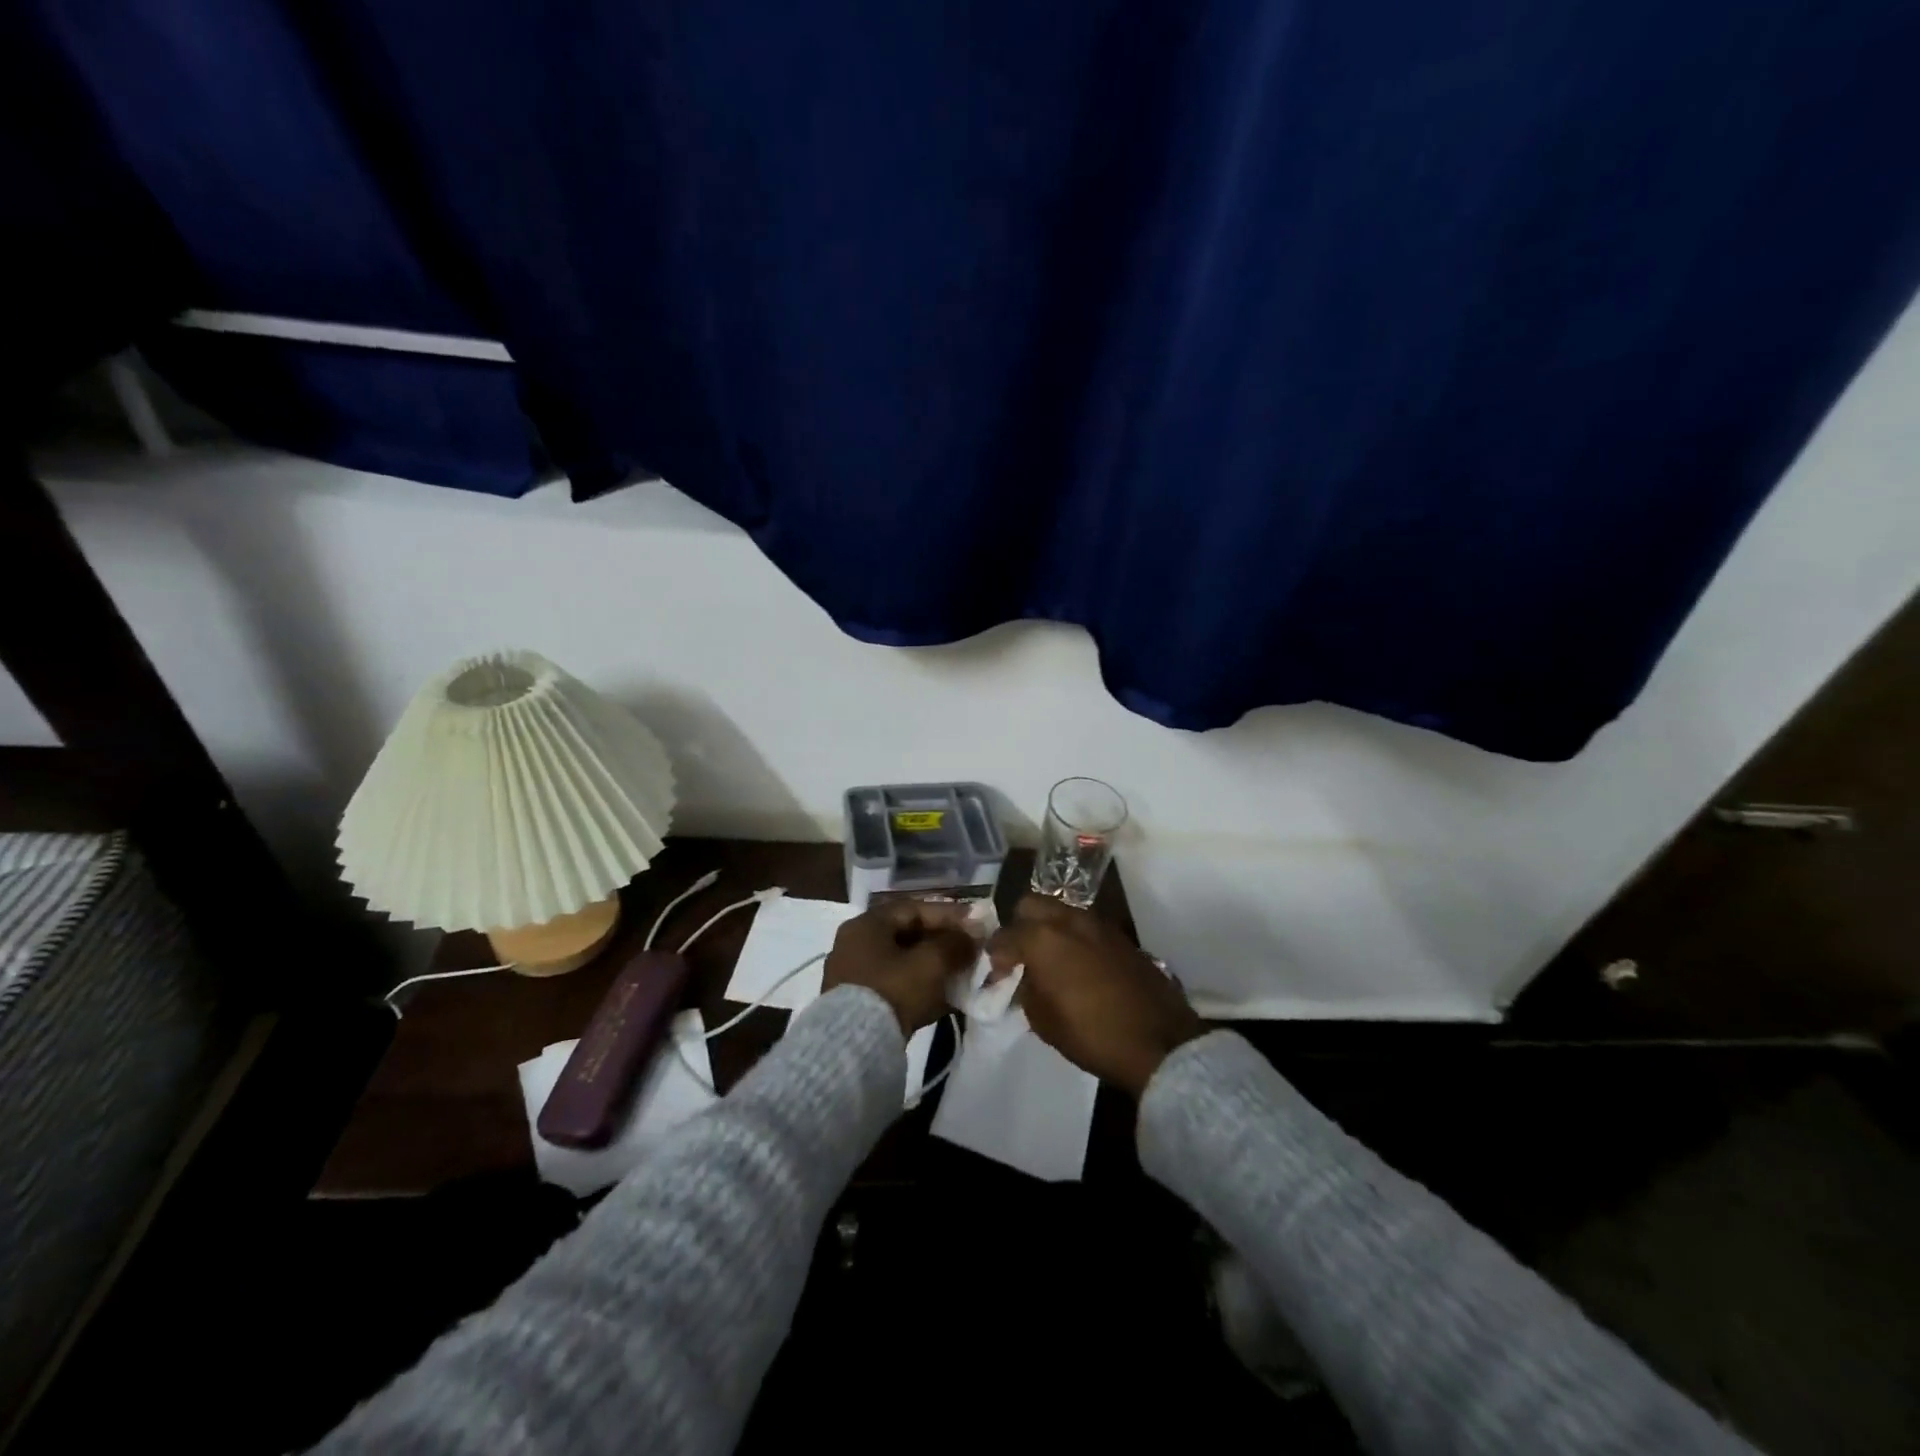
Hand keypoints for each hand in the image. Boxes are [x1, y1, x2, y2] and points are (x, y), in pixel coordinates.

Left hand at [823, 900, 980, 1035]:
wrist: (854, 1047)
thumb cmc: (892, 991)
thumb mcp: (930, 963)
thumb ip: (955, 944)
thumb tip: (974, 935)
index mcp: (867, 925)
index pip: (913, 909)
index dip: (948, 914)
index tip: (975, 923)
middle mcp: (855, 944)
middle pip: (908, 936)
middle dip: (943, 943)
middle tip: (970, 950)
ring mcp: (854, 976)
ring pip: (903, 963)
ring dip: (934, 968)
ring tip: (963, 975)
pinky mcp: (859, 1005)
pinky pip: (896, 987)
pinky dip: (921, 989)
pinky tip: (946, 999)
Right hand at [988, 894, 1203, 1095]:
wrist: (1158, 1041)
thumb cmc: (1091, 1035)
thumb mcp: (1043, 1021)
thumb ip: (1026, 989)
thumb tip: (1025, 976)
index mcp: (1042, 938)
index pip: (1005, 935)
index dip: (996, 955)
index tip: (997, 973)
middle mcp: (1068, 920)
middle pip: (1031, 904)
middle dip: (1020, 925)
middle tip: (1022, 954)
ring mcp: (1097, 924)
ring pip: (1061, 910)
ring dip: (1049, 927)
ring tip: (1050, 957)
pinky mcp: (1120, 935)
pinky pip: (1086, 925)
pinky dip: (1074, 936)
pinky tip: (1078, 963)